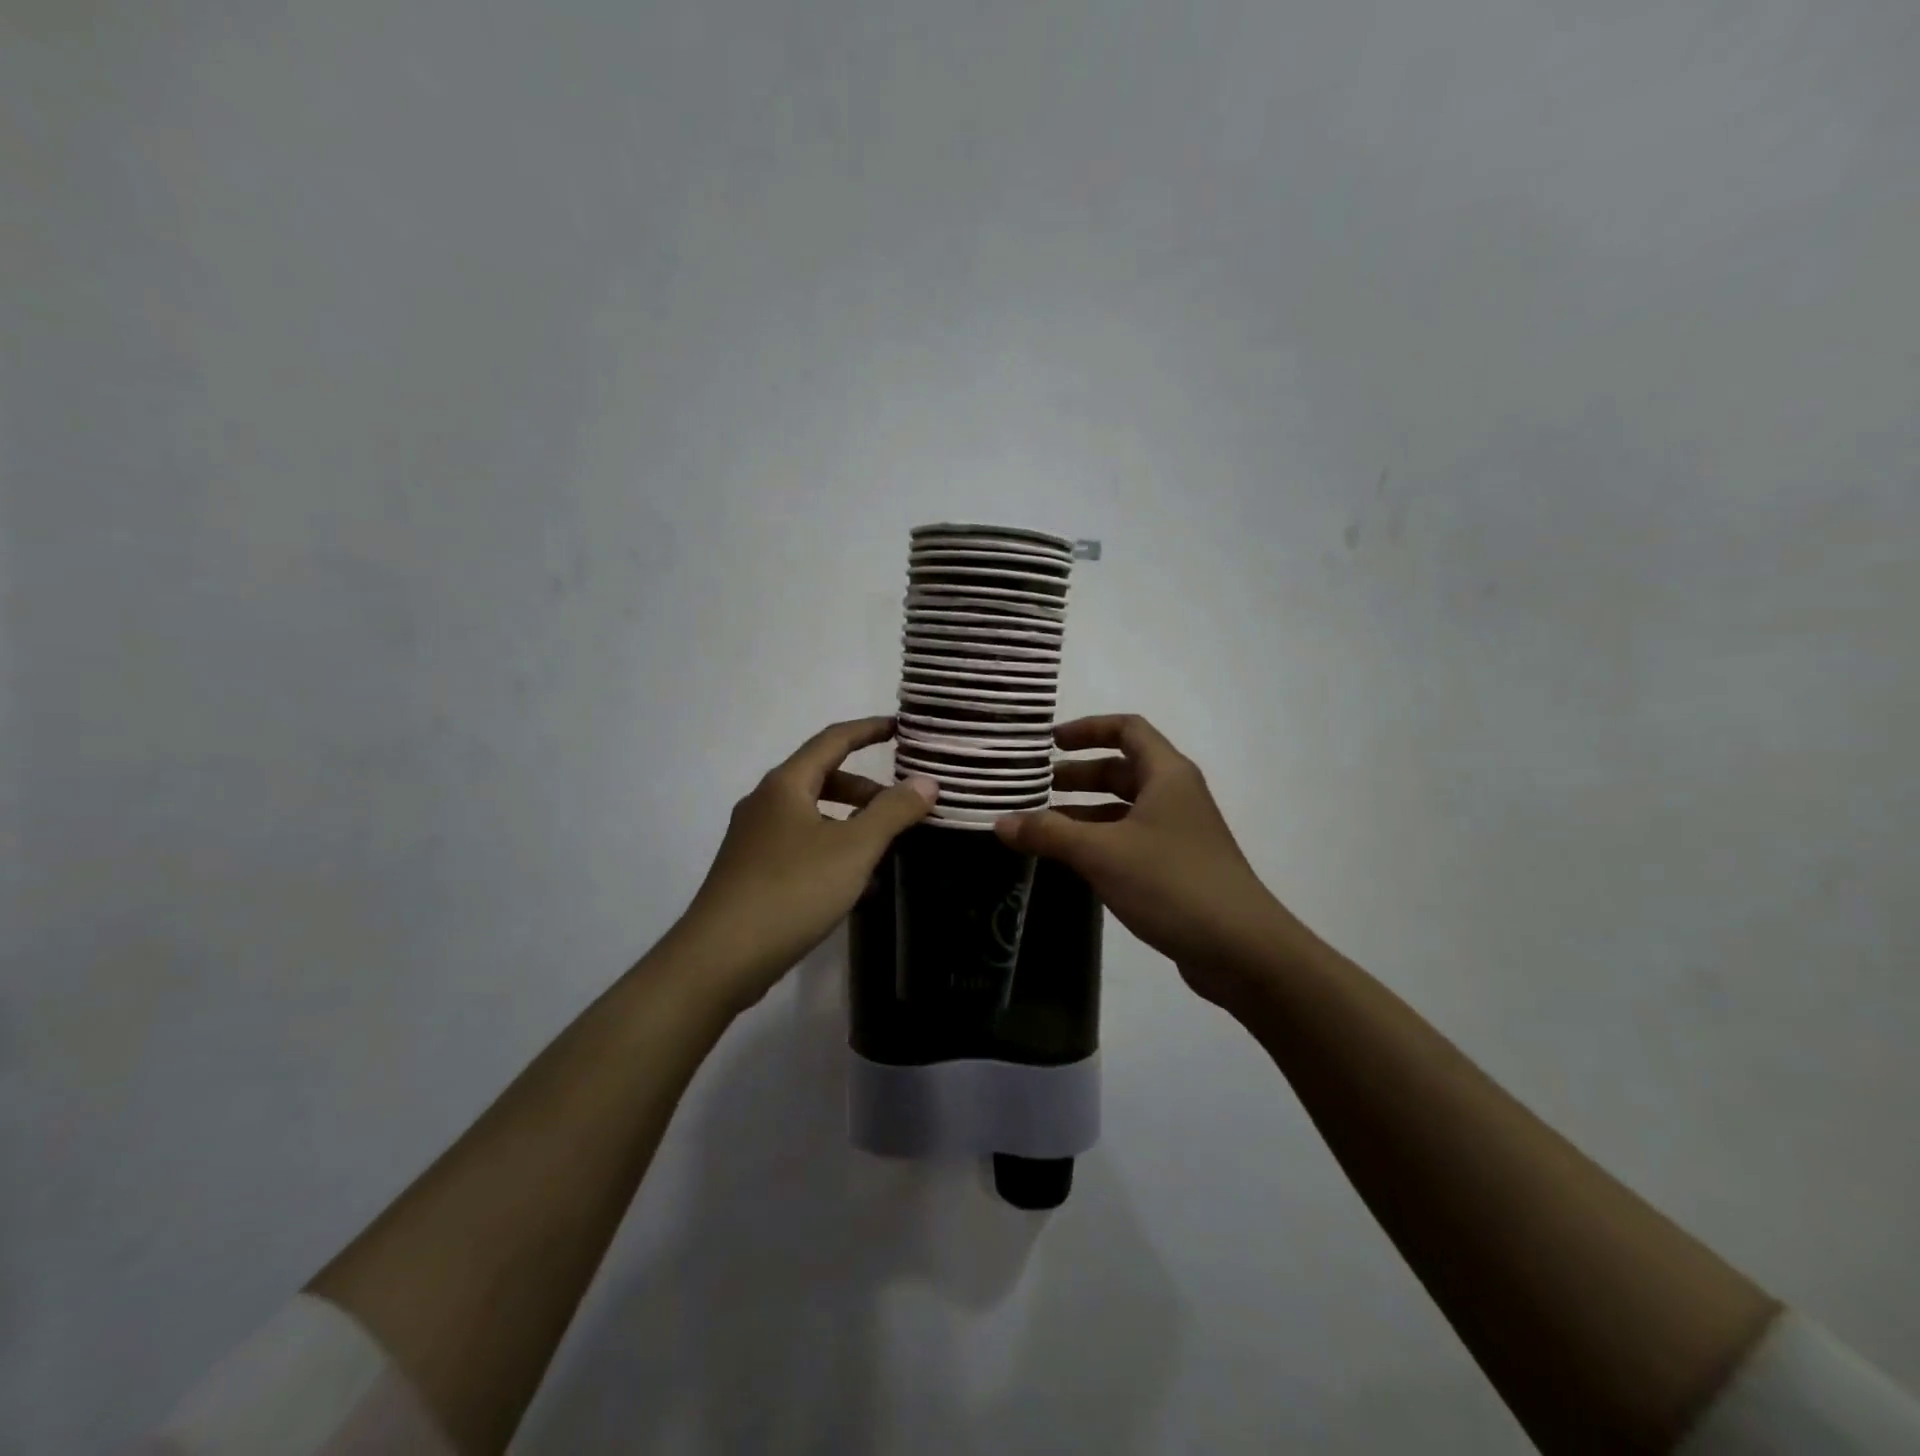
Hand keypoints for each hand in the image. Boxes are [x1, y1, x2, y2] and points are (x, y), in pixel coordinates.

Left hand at [671, 717, 936, 1010]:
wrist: (719, 958)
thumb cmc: (791, 891)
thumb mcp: (853, 848)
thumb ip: (893, 812)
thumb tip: (926, 782)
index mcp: (785, 785)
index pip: (833, 740)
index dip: (869, 730)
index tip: (901, 728)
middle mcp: (765, 803)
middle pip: (822, 778)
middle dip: (865, 788)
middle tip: (902, 806)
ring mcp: (754, 839)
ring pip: (812, 816)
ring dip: (850, 823)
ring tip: (885, 849)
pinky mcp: (752, 872)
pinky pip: (801, 845)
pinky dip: (832, 850)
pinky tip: (855, 885)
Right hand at [995, 715, 1303, 1004]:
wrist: (1241, 949)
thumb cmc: (1171, 882)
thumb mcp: (1101, 853)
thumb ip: (1048, 833)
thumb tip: (1000, 822)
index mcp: (1167, 774)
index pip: (1127, 729)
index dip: (1088, 729)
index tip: (1051, 743)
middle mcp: (1176, 795)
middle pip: (1123, 769)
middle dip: (1079, 775)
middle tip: (1037, 788)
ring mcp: (1180, 833)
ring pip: (1125, 808)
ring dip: (1086, 811)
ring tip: (1043, 825)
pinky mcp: (1178, 867)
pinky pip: (1132, 839)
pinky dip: (1101, 840)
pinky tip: (1072, 860)